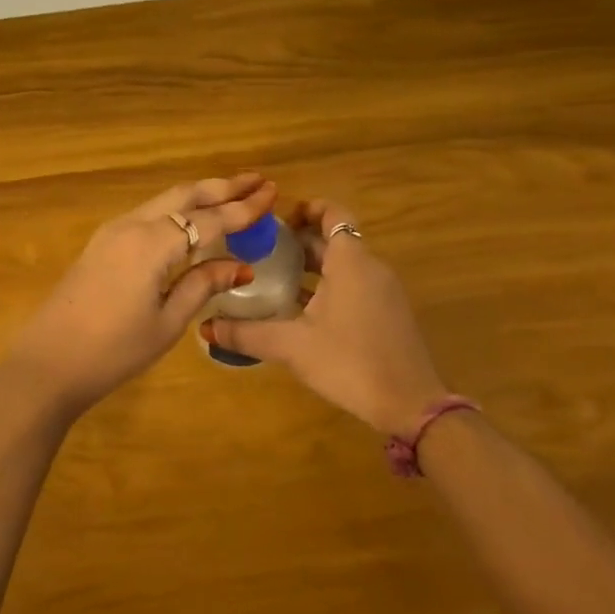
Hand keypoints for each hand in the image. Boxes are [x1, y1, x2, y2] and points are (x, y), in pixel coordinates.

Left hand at [5, 175, 276, 419]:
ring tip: (232, 194)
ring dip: (199, 195)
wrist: (47, 362)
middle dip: (222, 187)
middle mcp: (132, 225)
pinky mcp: (101, 244)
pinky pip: (148, 215)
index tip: (273, 193)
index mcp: (152, 244)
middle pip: (184, 196)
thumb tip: (240, 265)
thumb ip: (202, 286)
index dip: (243, 208)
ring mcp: (112, 232)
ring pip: (163, 201)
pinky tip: (191, 220)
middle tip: (257, 181)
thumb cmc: (113, 350)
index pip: (208, 219)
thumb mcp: (167, 323)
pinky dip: (177, 210)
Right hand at [203, 198, 445, 435]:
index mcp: (351, 262)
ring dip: (312, 265)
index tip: (275, 221)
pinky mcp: (388, 313)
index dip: (306, 209)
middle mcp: (371, 268)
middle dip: (299, 241)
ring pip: (344, 264)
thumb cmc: (350, 362)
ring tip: (273, 279)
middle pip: (334, 239)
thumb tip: (205, 327)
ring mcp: (384, 291)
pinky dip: (328, 285)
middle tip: (261, 251)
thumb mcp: (292, 346)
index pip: (333, 213)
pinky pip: (355, 285)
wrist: (410, 404)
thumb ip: (247, 333)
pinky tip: (301, 311)